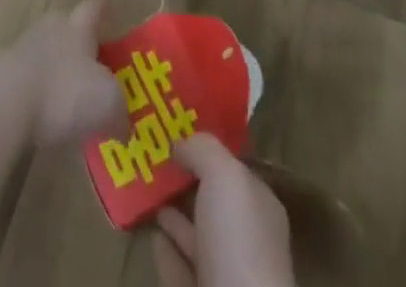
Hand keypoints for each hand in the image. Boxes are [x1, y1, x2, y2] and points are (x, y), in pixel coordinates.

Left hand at [2, 0, 126, 148]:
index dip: (103, 9)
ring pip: (46, 53)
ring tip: (70, 95)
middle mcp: (51, 30)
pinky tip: (47, 115)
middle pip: (66, 27)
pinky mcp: (4, 75)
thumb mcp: (108, 104)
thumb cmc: (65, 92)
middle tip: (93, 62)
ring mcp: (23, 49)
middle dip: (78, 42)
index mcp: (78, 28)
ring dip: (57, 70)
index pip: (93, 10)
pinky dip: (39, 93)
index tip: (108, 6)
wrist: (6, 101)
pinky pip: (29, 80)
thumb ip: (119, 111)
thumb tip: (123, 126)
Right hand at [150, 133, 295, 286]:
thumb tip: (179, 144)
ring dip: (173, 216)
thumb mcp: (224, 175)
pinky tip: (150, 235)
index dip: (206, 152)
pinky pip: (179, 267)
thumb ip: (203, 149)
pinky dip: (165, 250)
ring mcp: (226, 275)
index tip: (174, 133)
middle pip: (212, 203)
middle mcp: (247, 241)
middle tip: (151, 158)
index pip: (233, 171)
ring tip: (144, 191)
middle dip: (185, 182)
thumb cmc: (238, 242)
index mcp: (260, 208)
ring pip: (196, 237)